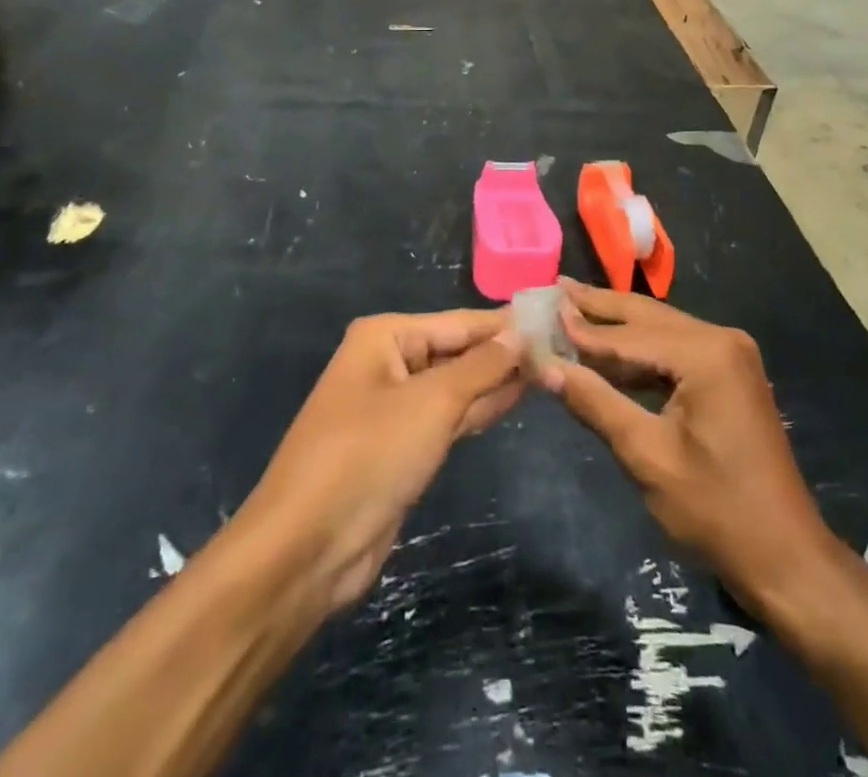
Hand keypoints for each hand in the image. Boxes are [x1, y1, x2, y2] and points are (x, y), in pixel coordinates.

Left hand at [236, 309, 524, 613]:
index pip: (458, 322)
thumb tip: (521, 335)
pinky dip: (479, 409)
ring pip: (456, 385)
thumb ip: (481, 367)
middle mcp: (388, 362)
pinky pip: (448, 417)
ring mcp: (394, 407)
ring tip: (549, 369)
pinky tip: (515, 399)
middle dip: (503, 353)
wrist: (307, 548)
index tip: (553, 319)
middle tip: (560, 348)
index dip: (504, 323)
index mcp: (385, 337)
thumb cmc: (369, 455)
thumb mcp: (432, 402)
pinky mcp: (401, 447)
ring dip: (496, 381)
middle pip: (457, 350)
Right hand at [539, 280, 837, 609]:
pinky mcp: (729, 373)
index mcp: (706, 353)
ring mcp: (730, 354)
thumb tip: (546, 366)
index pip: (629, 335)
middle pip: (648, 317)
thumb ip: (595, 403)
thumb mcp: (647, 455)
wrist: (785, 555)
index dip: (582, 327)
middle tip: (555, 287)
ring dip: (617, 327)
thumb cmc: (715, 509)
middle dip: (600, 307)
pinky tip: (608, 352)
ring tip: (572, 309)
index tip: (542, 309)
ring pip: (661, 330)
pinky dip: (640, 352)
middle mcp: (721, 339)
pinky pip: (676, 350)